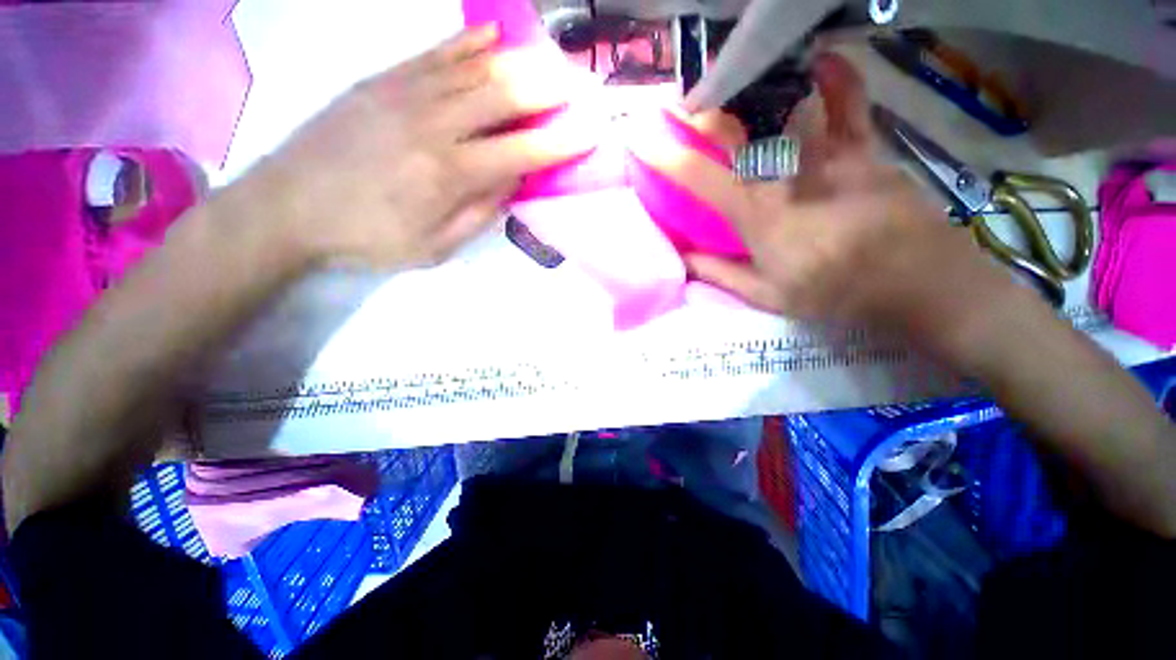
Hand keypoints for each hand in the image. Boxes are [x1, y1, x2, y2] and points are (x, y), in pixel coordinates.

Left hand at [241, 25, 593, 269]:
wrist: (288, 206)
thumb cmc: (369, 237)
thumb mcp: (434, 247)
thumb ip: (479, 214)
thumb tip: (511, 182)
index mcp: (450, 174)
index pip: (522, 150)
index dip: (561, 141)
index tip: (590, 131)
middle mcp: (434, 125)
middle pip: (503, 95)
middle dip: (548, 88)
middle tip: (578, 84)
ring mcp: (405, 94)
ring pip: (473, 68)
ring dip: (518, 62)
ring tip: (548, 60)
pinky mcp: (381, 80)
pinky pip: (433, 53)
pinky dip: (466, 42)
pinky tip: (491, 35)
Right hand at [634, 53, 1018, 335]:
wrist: (915, 282)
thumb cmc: (834, 292)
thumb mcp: (767, 295)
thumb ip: (720, 274)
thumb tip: (683, 259)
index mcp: (757, 217)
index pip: (701, 179)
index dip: (666, 156)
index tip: (639, 137)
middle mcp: (787, 178)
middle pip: (738, 132)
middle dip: (703, 112)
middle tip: (682, 101)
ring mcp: (829, 158)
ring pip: (785, 111)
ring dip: (752, 92)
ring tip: (733, 80)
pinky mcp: (865, 150)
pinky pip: (850, 105)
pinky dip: (837, 80)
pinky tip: (821, 61)